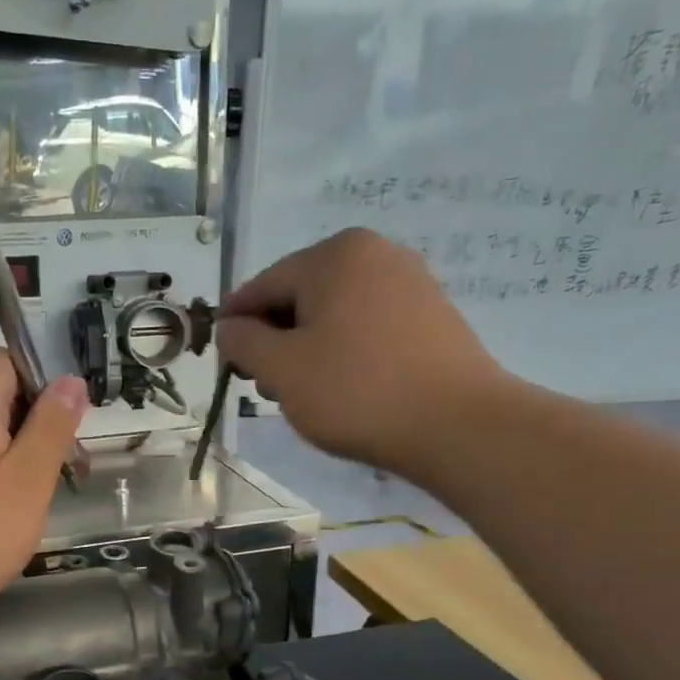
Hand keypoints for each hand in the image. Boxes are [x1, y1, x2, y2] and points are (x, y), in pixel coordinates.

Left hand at [0, 350, 87, 635]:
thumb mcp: (29, 479)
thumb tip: (70, 381)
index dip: (41, 379)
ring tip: (37, 497)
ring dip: (15, 454)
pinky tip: (0, 516)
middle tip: (64, 468)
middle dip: (35, 422)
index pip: (4, 359)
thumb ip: (52, 426)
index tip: (66, 423)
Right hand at [218, 228, 512, 474]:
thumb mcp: (282, 369)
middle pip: (301, 296)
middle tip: (264, 387)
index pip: (264, 285)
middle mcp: (375, 254)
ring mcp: (410, 283)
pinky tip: (342, 388)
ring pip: (334, 314)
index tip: (223, 360)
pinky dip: (343, 352)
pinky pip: (367, 327)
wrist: (456, 425)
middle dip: (275, 340)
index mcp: (334, 255)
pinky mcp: (431, 316)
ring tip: (302, 394)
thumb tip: (229, 327)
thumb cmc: (356, 392)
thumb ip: (244, 342)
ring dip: (307, 349)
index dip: (236, 323)